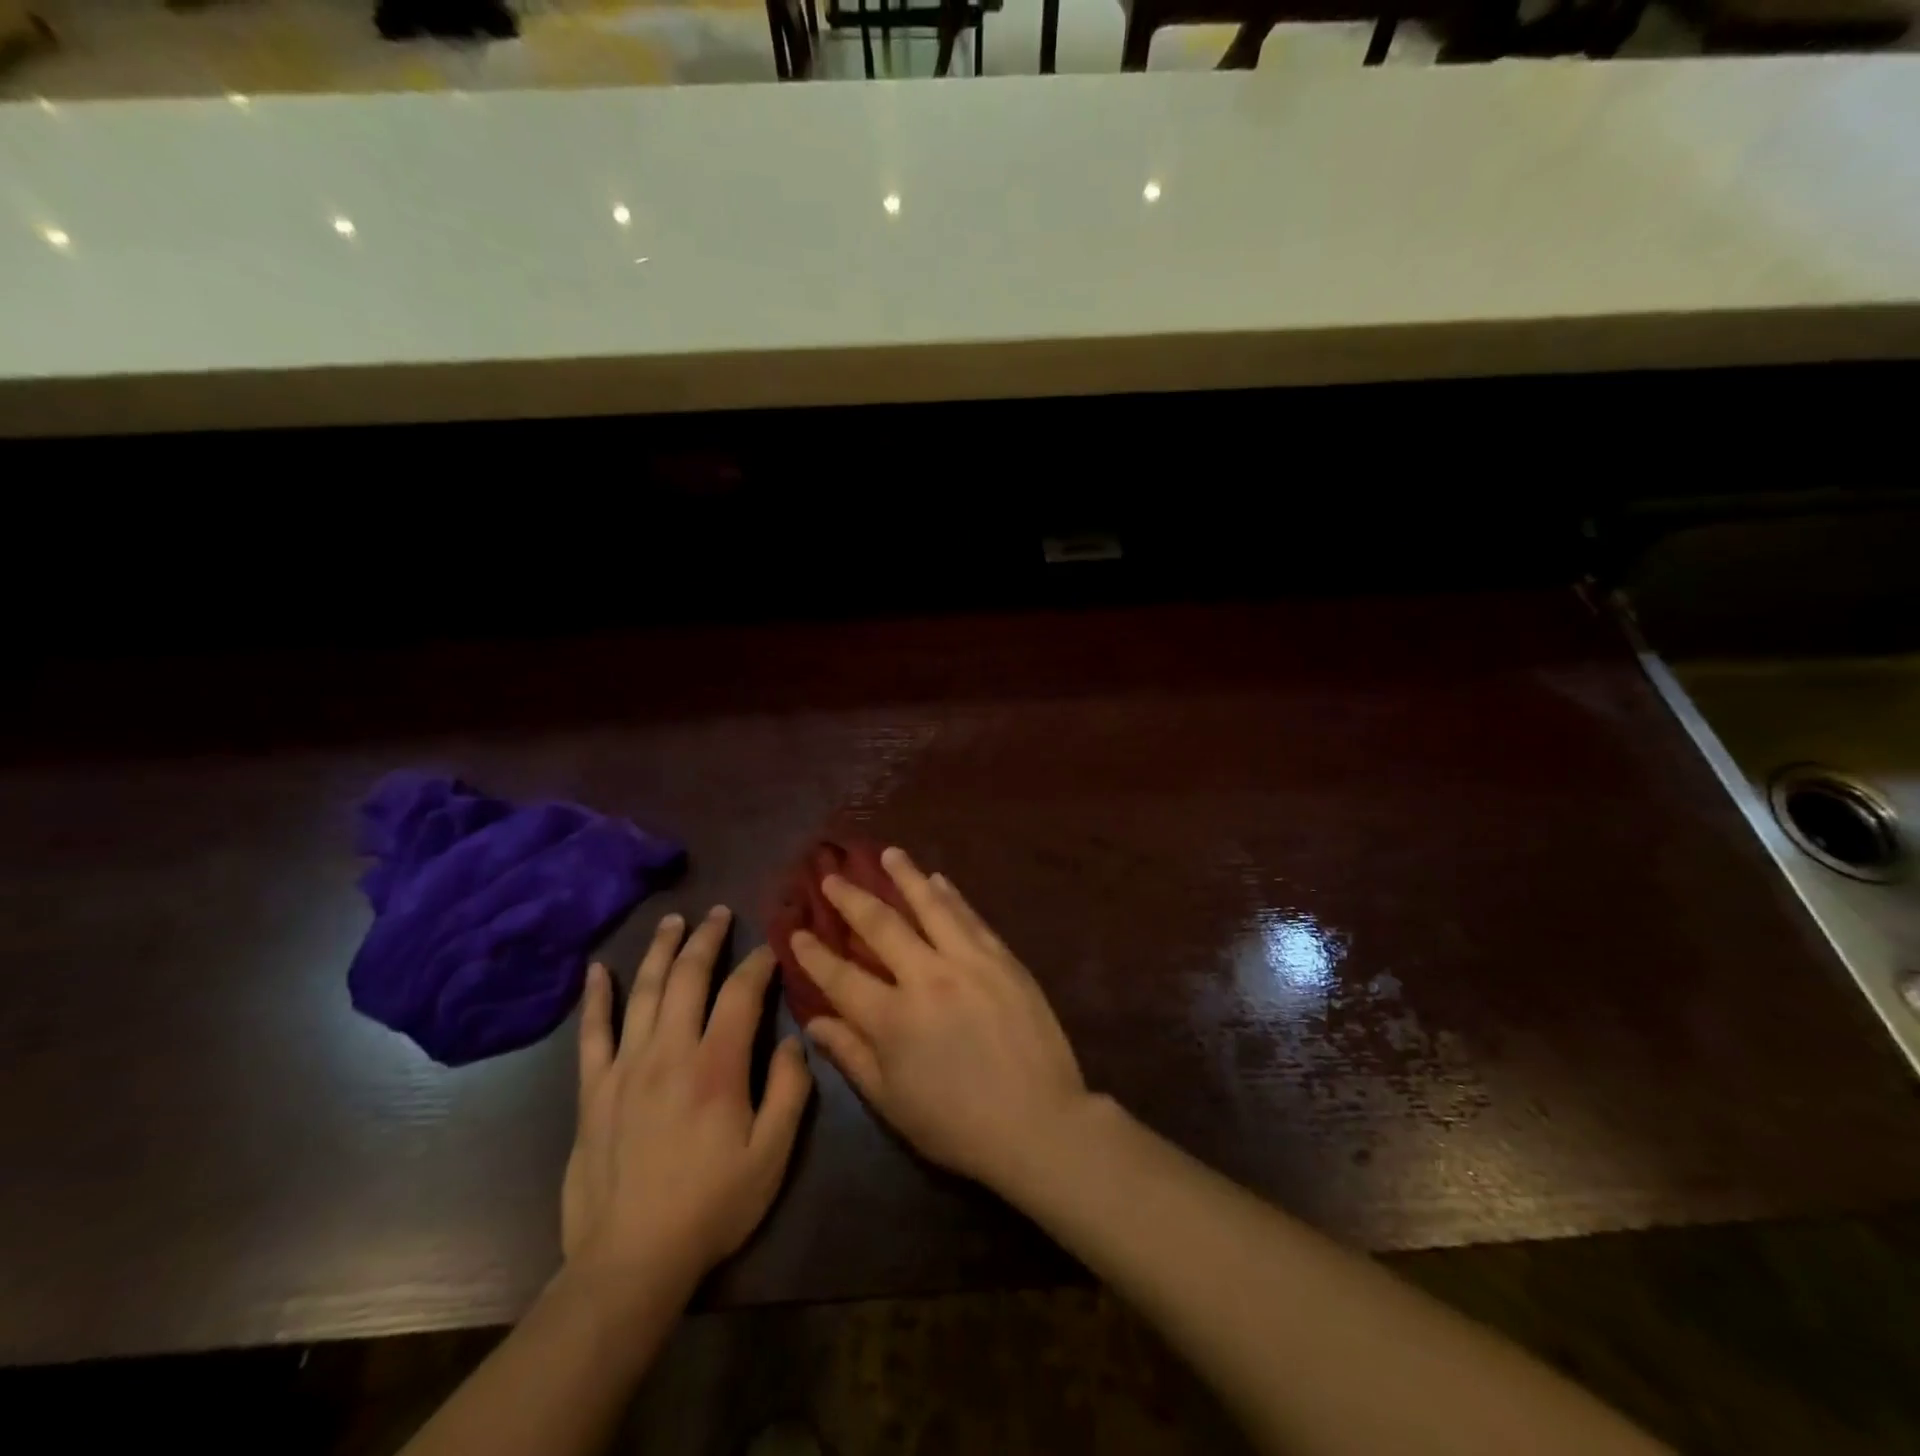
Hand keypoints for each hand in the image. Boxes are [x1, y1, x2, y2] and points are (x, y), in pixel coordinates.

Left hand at [562, 908, 812, 1306]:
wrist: (631, 1262)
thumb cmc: (712, 1207)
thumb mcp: (772, 1155)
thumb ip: (791, 1091)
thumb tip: (794, 1039)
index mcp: (717, 1066)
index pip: (741, 993)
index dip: (758, 963)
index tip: (770, 947)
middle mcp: (669, 1052)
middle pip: (687, 977)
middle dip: (707, 939)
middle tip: (719, 913)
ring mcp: (625, 1068)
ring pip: (643, 992)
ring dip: (659, 950)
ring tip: (672, 921)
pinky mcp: (593, 1091)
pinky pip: (592, 1033)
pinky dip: (596, 998)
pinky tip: (597, 970)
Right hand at [792, 848, 1090, 1195]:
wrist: (1039, 1123)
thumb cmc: (957, 1125)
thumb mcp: (892, 1103)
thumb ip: (852, 1056)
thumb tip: (815, 1021)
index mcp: (893, 1019)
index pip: (841, 976)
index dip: (814, 953)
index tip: (796, 929)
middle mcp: (927, 978)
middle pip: (882, 926)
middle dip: (852, 899)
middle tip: (832, 876)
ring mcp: (969, 962)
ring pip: (931, 906)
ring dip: (906, 876)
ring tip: (888, 853)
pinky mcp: (1003, 959)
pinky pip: (971, 917)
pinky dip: (952, 895)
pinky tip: (939, 879)